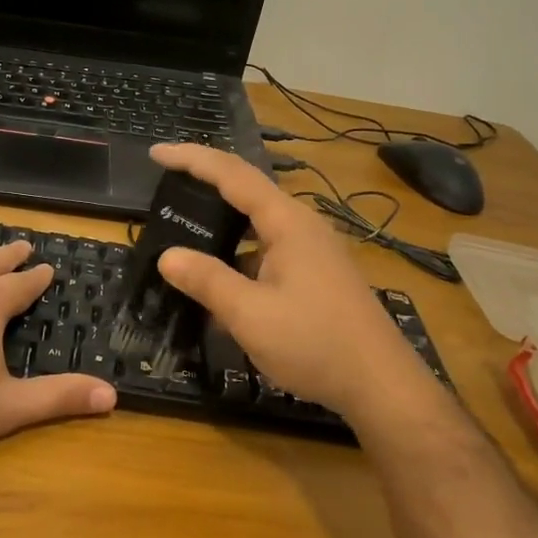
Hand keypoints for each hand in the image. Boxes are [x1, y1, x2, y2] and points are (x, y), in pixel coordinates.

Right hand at [149, 143, 442, 424]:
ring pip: (258, 223)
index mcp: (287, 223)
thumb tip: (167, 255)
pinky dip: (239, 251)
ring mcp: (314, 250)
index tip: (156, 152)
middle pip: (247, 190)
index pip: (232, 174)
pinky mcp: (317, 273)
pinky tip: (221, 277)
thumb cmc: (314, 343)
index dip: (192, 159)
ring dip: (222, 221)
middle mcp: (302, 225)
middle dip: (206, 182)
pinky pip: (268, 247)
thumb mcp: (250, 314)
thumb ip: (207, 281)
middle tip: (166, 185)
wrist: (381, 385)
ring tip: (185, 227)